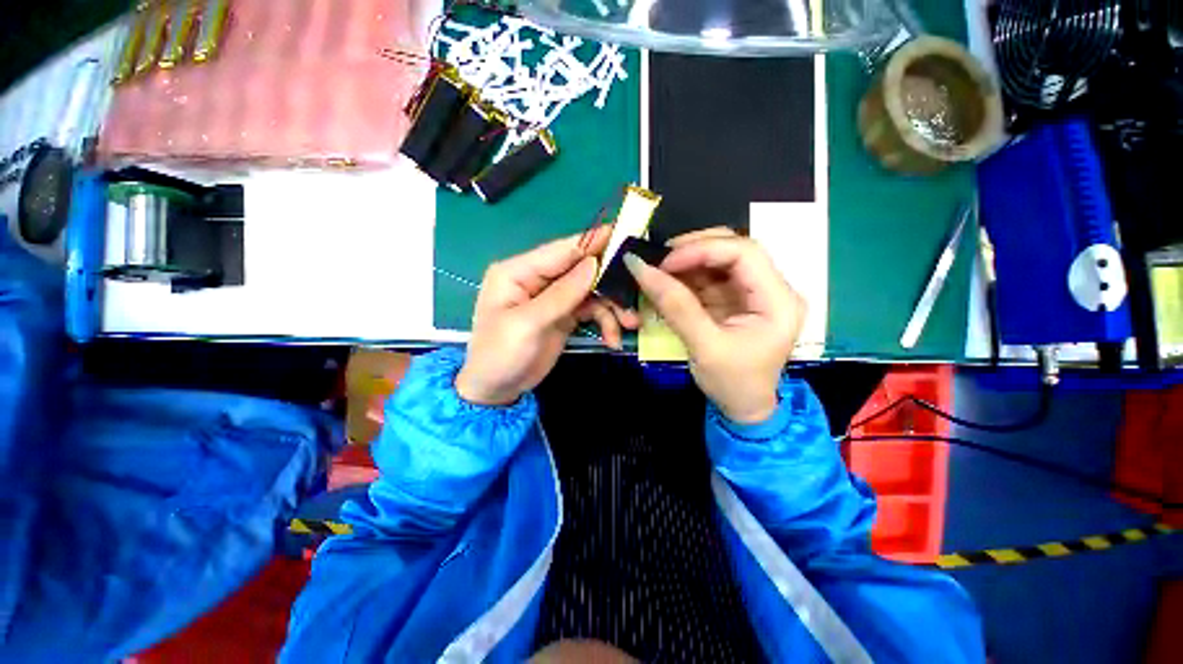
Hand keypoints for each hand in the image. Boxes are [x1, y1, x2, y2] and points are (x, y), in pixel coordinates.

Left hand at [456, 226, 639, 405]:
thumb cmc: (501, 355)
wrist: (496, 390)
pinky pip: (591, 310)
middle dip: (609, 283)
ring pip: (591, 291)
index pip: (561, 250)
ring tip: (629, 325)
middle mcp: (538, 279)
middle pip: (581, 269)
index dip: (593, 243)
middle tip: (635, 294)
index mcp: (519, 271)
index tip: (625, 236)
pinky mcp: (564, 315)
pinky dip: (605, 322)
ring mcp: (553, 297)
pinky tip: (613, 339)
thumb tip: (594, 264)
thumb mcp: (528, 324)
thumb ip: (562, 294)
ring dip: (612, 307)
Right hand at [625, 228, 805, 422]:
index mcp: (778, 300)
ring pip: (718, 259)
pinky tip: (667, 283)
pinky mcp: (735, 299)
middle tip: (659, 261)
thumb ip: (675, 307)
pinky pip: (708, 277)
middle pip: (732, 249)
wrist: (744, 409)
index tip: (665, 262)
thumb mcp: (704, 347)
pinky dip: (685, 277)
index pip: (744, 253)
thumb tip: (641, 269)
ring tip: (658, 272)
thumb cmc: (732, 384)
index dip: (702, 249)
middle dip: (693, 250)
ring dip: (686, 263)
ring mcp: (752, 292)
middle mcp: (770, 288)